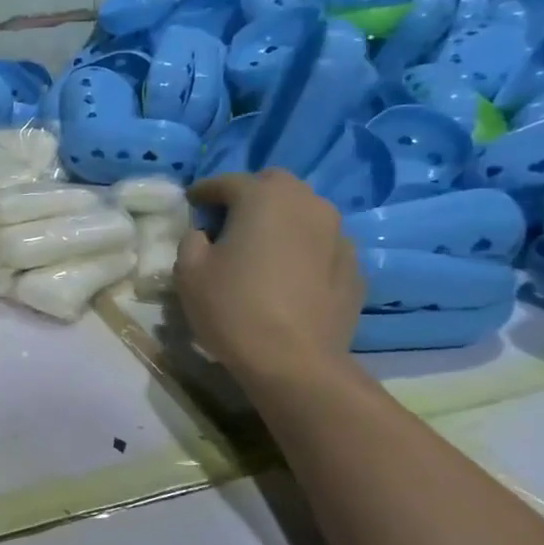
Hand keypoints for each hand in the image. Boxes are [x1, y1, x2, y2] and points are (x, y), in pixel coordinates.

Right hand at [176, 169, 363, 383]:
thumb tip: (205, 234)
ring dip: (282, 220)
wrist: (294, 362)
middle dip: (251, 195)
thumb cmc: (233, 309)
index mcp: (264, 198)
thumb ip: (192, 240)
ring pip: (305, 212)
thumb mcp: (189, 272)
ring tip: (262, 246)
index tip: (192, 202)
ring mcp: (339, 235)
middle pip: (276, 185)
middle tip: (229, 219)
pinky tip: (290, 274)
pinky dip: (304, 249)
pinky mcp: (354, 267)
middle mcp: (308, 204)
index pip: (228, 182)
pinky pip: (322, 245)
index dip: (205, 191)